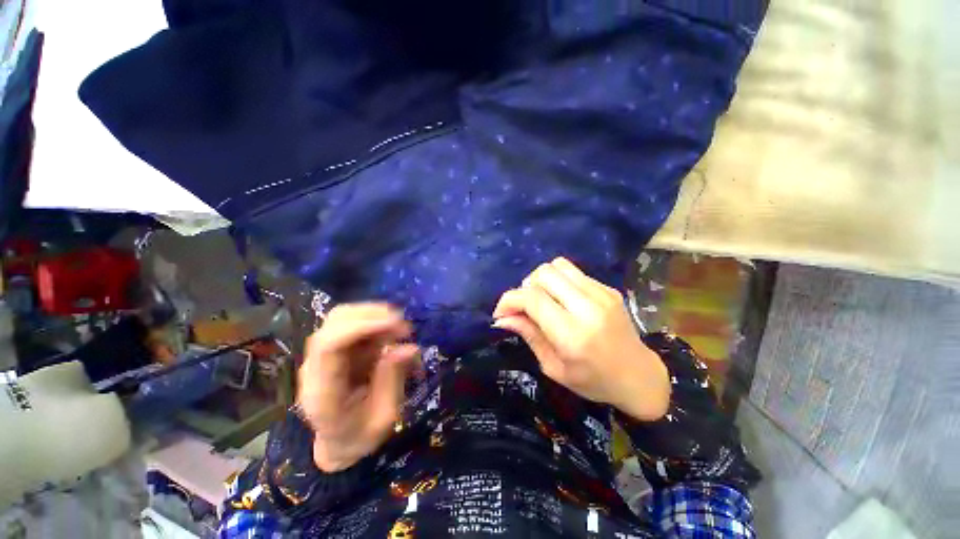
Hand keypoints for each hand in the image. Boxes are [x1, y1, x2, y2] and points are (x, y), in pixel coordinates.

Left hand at [297, 303, 418, 472]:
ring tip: (401, 330)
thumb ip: (393, 381)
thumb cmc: (360, 436)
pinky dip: (375, 321)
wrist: (338, 443)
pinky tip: (391, 332)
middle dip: (373, 315)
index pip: (330, 345)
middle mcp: (316, 367)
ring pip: (343, 316)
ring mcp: (323, 355)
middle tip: (405, 328)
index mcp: (322, 391)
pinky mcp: (335, 348)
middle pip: (334, 322)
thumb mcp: (384, 418)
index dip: (362, 326)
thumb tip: (409, 347)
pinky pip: (353, 322)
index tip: (396, 323)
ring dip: (375, 315)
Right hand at [492, 257, 669, 420]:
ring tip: (542, 299)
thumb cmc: (593, 381)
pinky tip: (562, 300)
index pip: (532, 299)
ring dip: (541, 280)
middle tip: (525, 307)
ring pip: (557, 266)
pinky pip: (573, 272)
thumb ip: (529, 335)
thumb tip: (502, 318)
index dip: (509, 300)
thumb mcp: (554, 367)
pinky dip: (558, 282)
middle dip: (525, 287)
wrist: (639, 376)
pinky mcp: (608, 288)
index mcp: (573, 334)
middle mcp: (588, 307)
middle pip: (543, 273)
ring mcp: (601, 293)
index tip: (501, 313)